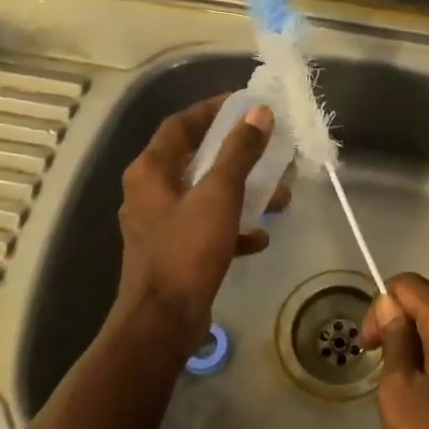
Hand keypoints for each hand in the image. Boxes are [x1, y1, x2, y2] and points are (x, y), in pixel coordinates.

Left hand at [113, 95, 284, 362]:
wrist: (162, 324)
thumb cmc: (187, 250)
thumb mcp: (219, 195)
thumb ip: (239, 152)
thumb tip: (258, 112)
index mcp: (151, 171)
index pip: (181, 124)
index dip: (213, 110)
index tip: (246, 104)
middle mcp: (149, 192)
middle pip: (196, 158)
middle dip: (237, 154)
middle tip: (270, 149)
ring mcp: (159, 224)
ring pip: (205, 194)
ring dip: (242, 192)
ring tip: (279, 196)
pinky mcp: (173, 251)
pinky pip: (206, 227)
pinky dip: (232, 227)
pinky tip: (260, 238)